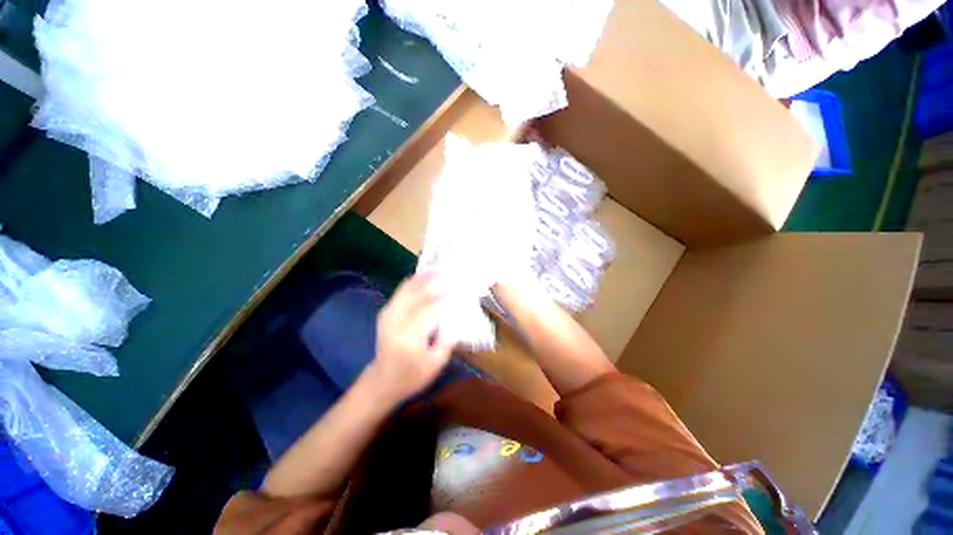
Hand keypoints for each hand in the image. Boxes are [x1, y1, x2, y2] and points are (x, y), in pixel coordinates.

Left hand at [368, 274, 454, 401]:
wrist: (382, 381)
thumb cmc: (412, 376)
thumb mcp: (435, 365)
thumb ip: (448, 340)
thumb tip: (458, 316)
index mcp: (408, 337)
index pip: (428, 308)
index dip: (444, 293)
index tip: (460, 283)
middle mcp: (395, 320)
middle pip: (417, 292)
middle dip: (436, 278)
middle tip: (453, 267)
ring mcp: (388, 313)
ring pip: (408, 287)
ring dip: (426, 275)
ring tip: (442, 264)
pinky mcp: (386, 311)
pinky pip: (403, 290)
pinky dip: (417, 280)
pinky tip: (428, 274)